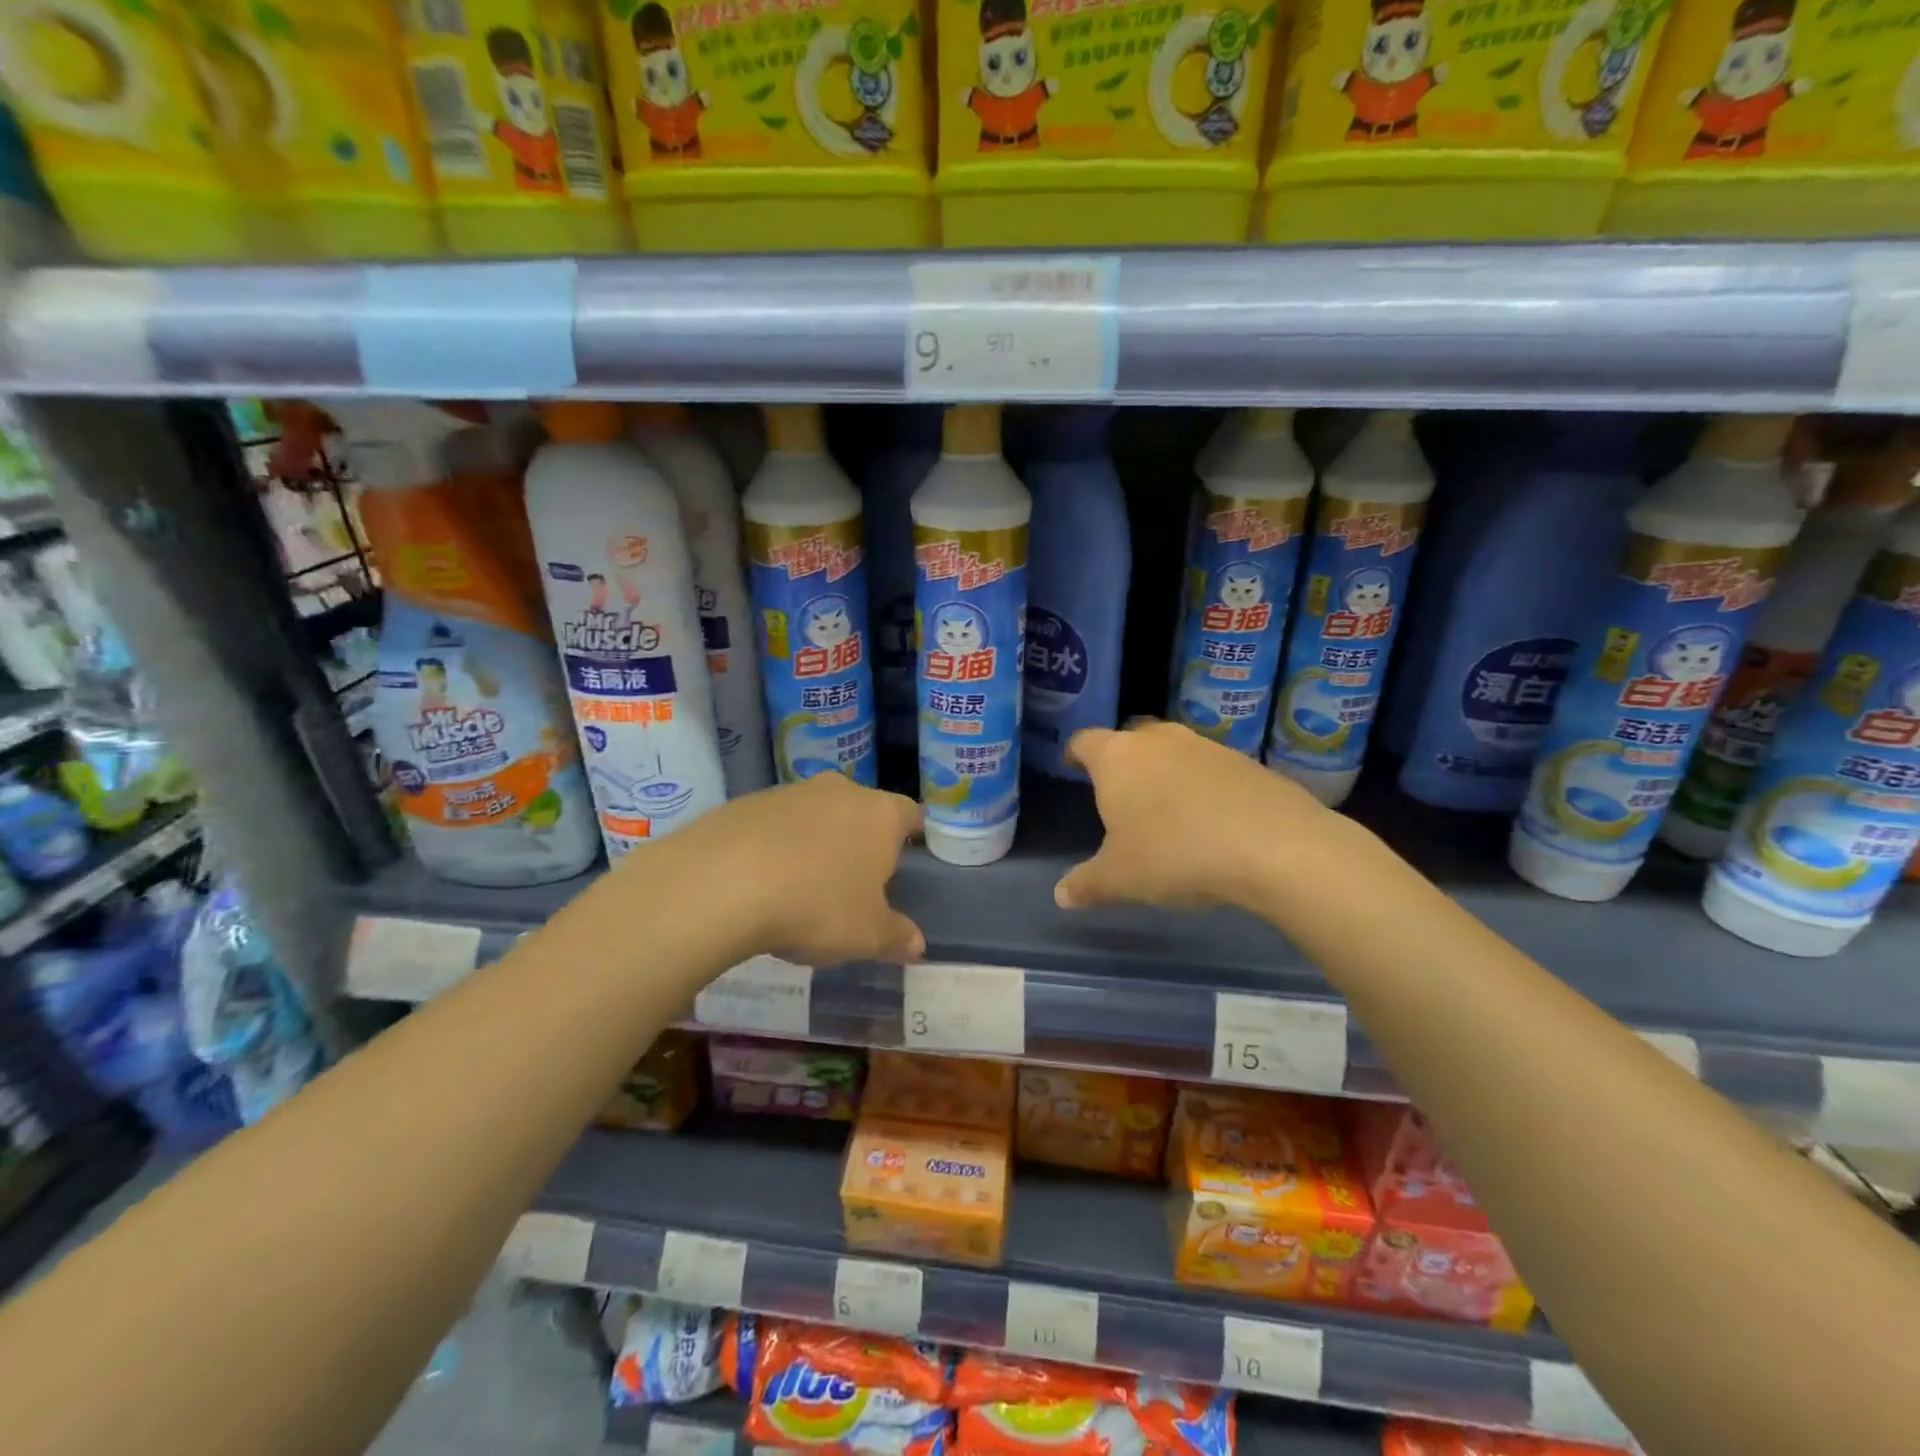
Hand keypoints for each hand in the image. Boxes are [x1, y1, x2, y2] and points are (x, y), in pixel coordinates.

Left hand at [668, 774, 924, 966]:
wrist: (722, 883)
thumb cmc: (816, 905)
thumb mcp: (866, 934)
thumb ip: (896, 936)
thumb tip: (917, 944)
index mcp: (880, 815)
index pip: (910, 814)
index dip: (911, 835)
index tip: (906, 858)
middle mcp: (840, 791)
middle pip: (861, 810)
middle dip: (860, 839)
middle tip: (855, 880)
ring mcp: (791, 792)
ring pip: (816, 814)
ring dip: (815, 841)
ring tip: (803, 885)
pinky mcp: (747, 802)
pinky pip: (774, 824)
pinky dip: (775, 846)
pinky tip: (761, 881)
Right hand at [1055, 720, 1338, 913]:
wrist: (1272, 844)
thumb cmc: (1174, 853)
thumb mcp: (1121, 879)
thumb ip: (1087, 883)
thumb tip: (1062, 895)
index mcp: (1117, 758)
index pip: (1085, 741)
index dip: (1076, 753)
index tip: (1072, 764)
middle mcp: (1158, 740)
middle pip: (1131, 738)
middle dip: (1123, 761)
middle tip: (1120, 791)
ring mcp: (1205, 746)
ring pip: (1173, 751)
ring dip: (1165, 772)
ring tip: (1166, 808)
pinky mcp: (1245, 762)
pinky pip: (1210, 769)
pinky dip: (1203, 786)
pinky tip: (1210, 819)